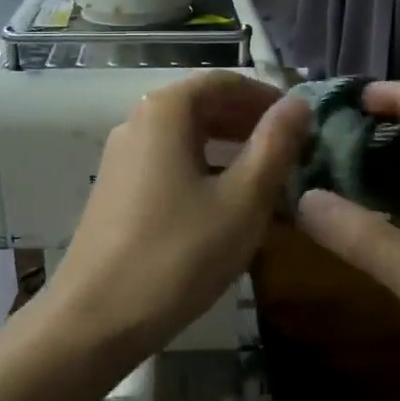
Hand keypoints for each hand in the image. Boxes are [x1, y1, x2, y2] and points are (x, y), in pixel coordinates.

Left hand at [47, 72, 309, 356]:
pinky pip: (170, 163)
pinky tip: (227, 205)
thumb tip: (298, 103)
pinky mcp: (117, 190)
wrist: (96, 318)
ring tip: (269, 179)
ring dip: (230, 149)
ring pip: (187, 138)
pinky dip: (205, 170)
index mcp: (166, 111)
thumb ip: (275, 146)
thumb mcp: (243, 200)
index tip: (303, 123)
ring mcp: (122, 157)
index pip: (226, 82)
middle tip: (292, 151)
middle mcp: (137, 122)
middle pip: (203, 106)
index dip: (268, 97)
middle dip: (251, 123)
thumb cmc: (178, 254)